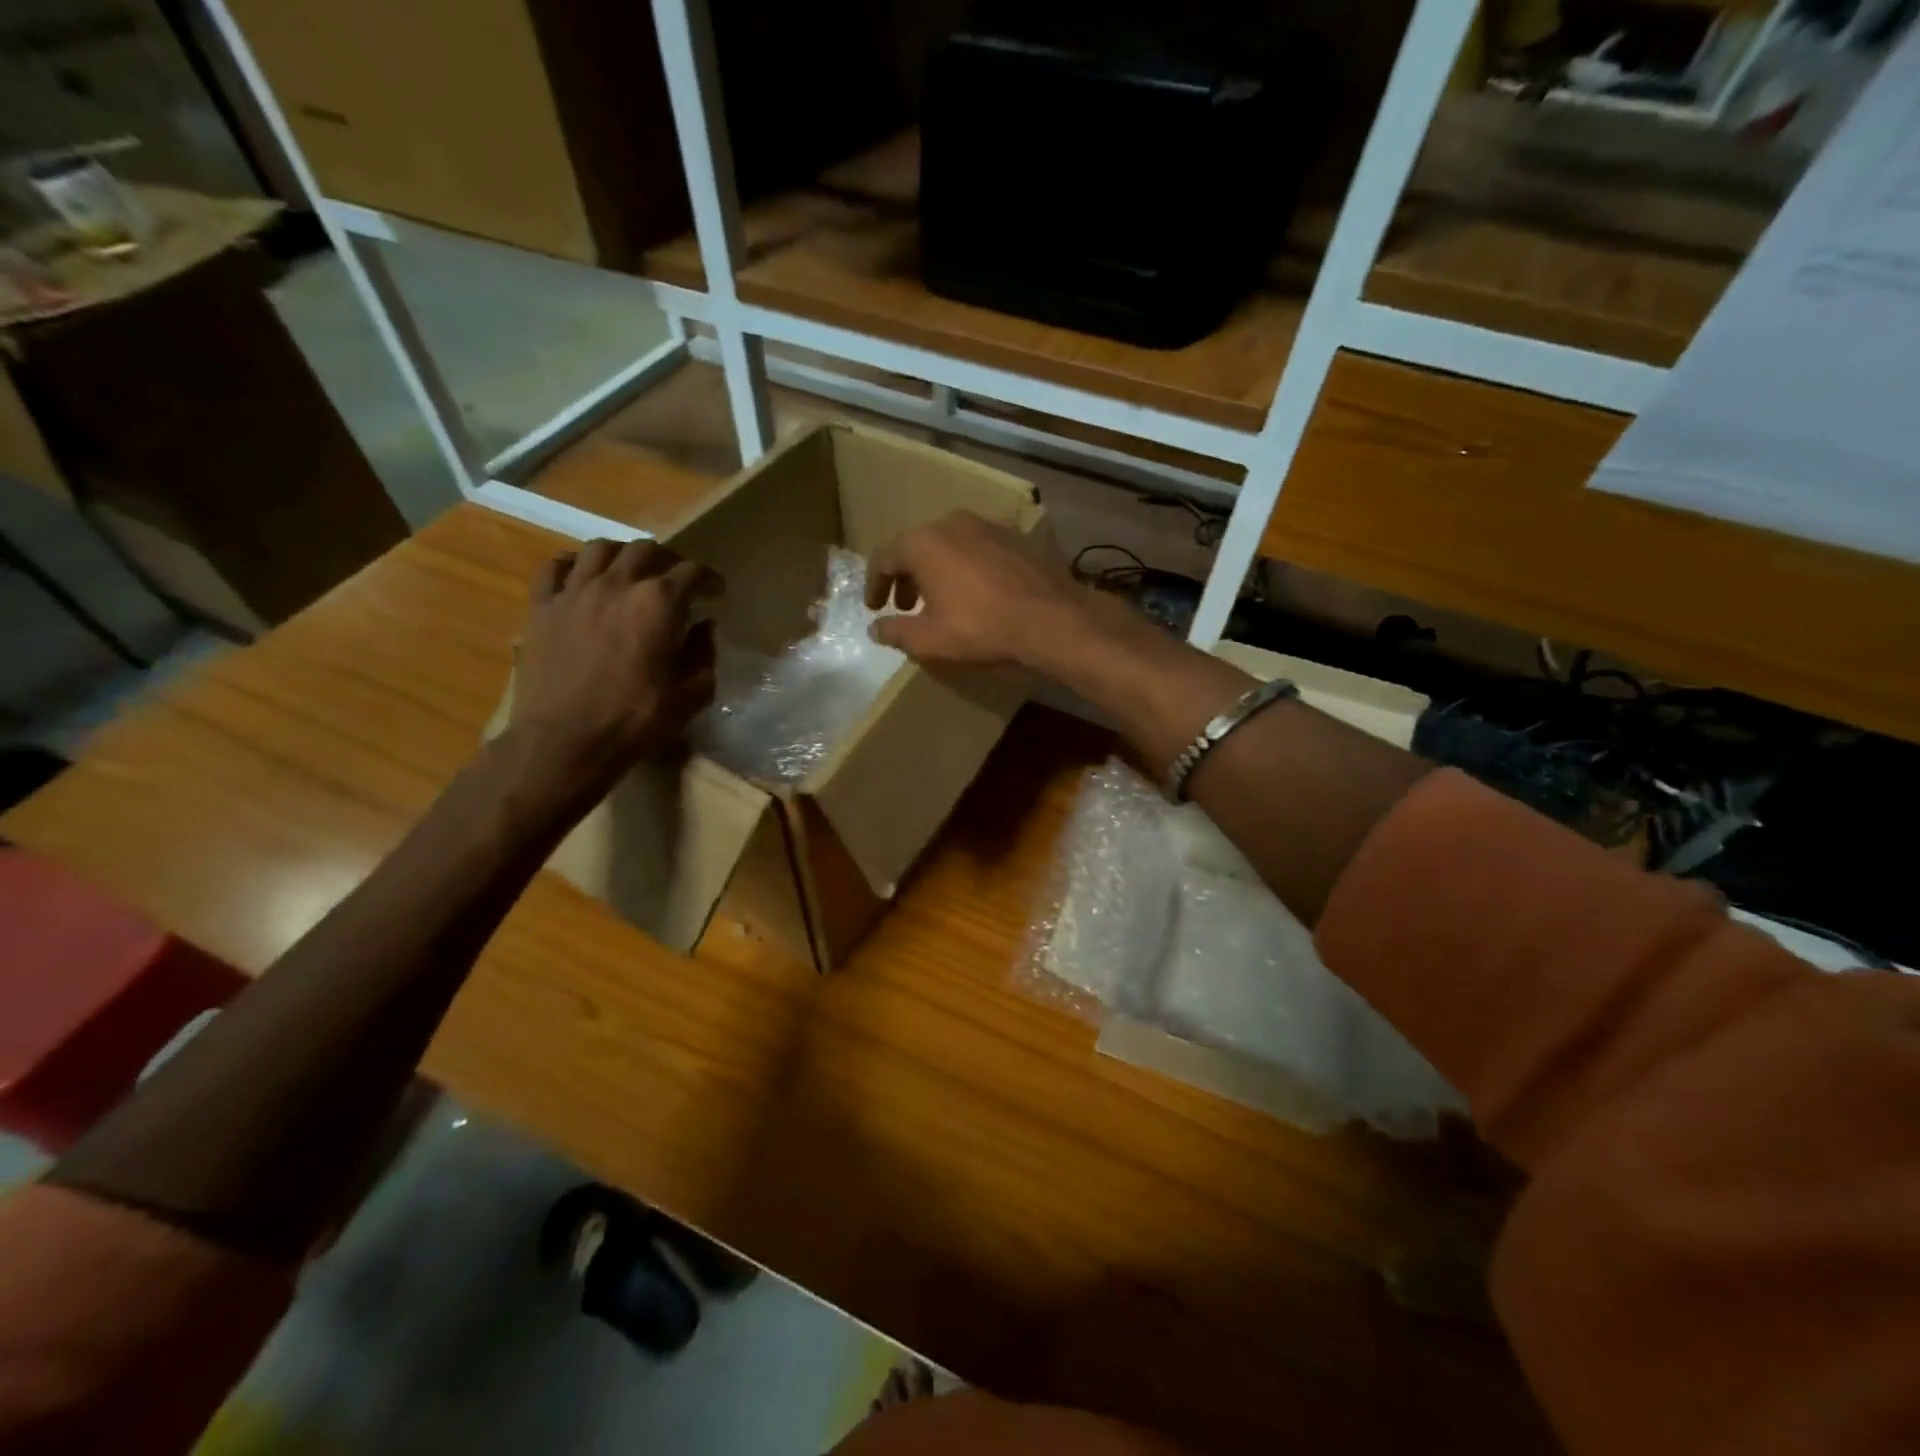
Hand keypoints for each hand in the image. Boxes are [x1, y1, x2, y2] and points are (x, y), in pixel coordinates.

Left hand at [510, 539, 720, 792]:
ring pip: (600, 548)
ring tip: (629, 572)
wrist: (567, 741)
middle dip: (668, 560)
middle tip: (676, 580)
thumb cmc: (637, 721)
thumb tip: (703, 627)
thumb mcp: (692, 695)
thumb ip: (704, 654)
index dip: (710, 579)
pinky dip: (572, 565)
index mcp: (660, 603)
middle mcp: (618, 584)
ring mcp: (574, 591)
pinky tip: (581, 577)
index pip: (693, 571)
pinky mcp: (541, 607)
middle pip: (646, 549)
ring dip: (622, 555)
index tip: (716, 592)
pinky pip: (554, 567)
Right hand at [864, 511, 1101, 669]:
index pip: (884, 558)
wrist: (1051, 620)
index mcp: (923, 542)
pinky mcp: (1018, 537)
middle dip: (907, 577)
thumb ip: (895, 632)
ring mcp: (989, 525)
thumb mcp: (929, 640)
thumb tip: (876, 628)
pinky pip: (980, 549)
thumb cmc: (980, 629)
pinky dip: (969, 568)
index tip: (875, 608)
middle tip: (906, 606)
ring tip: (942, 600)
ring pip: (950, 545)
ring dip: (938, 571)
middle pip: (917, 547)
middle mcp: (952, 522)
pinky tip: (978, 593)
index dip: (875, 585)